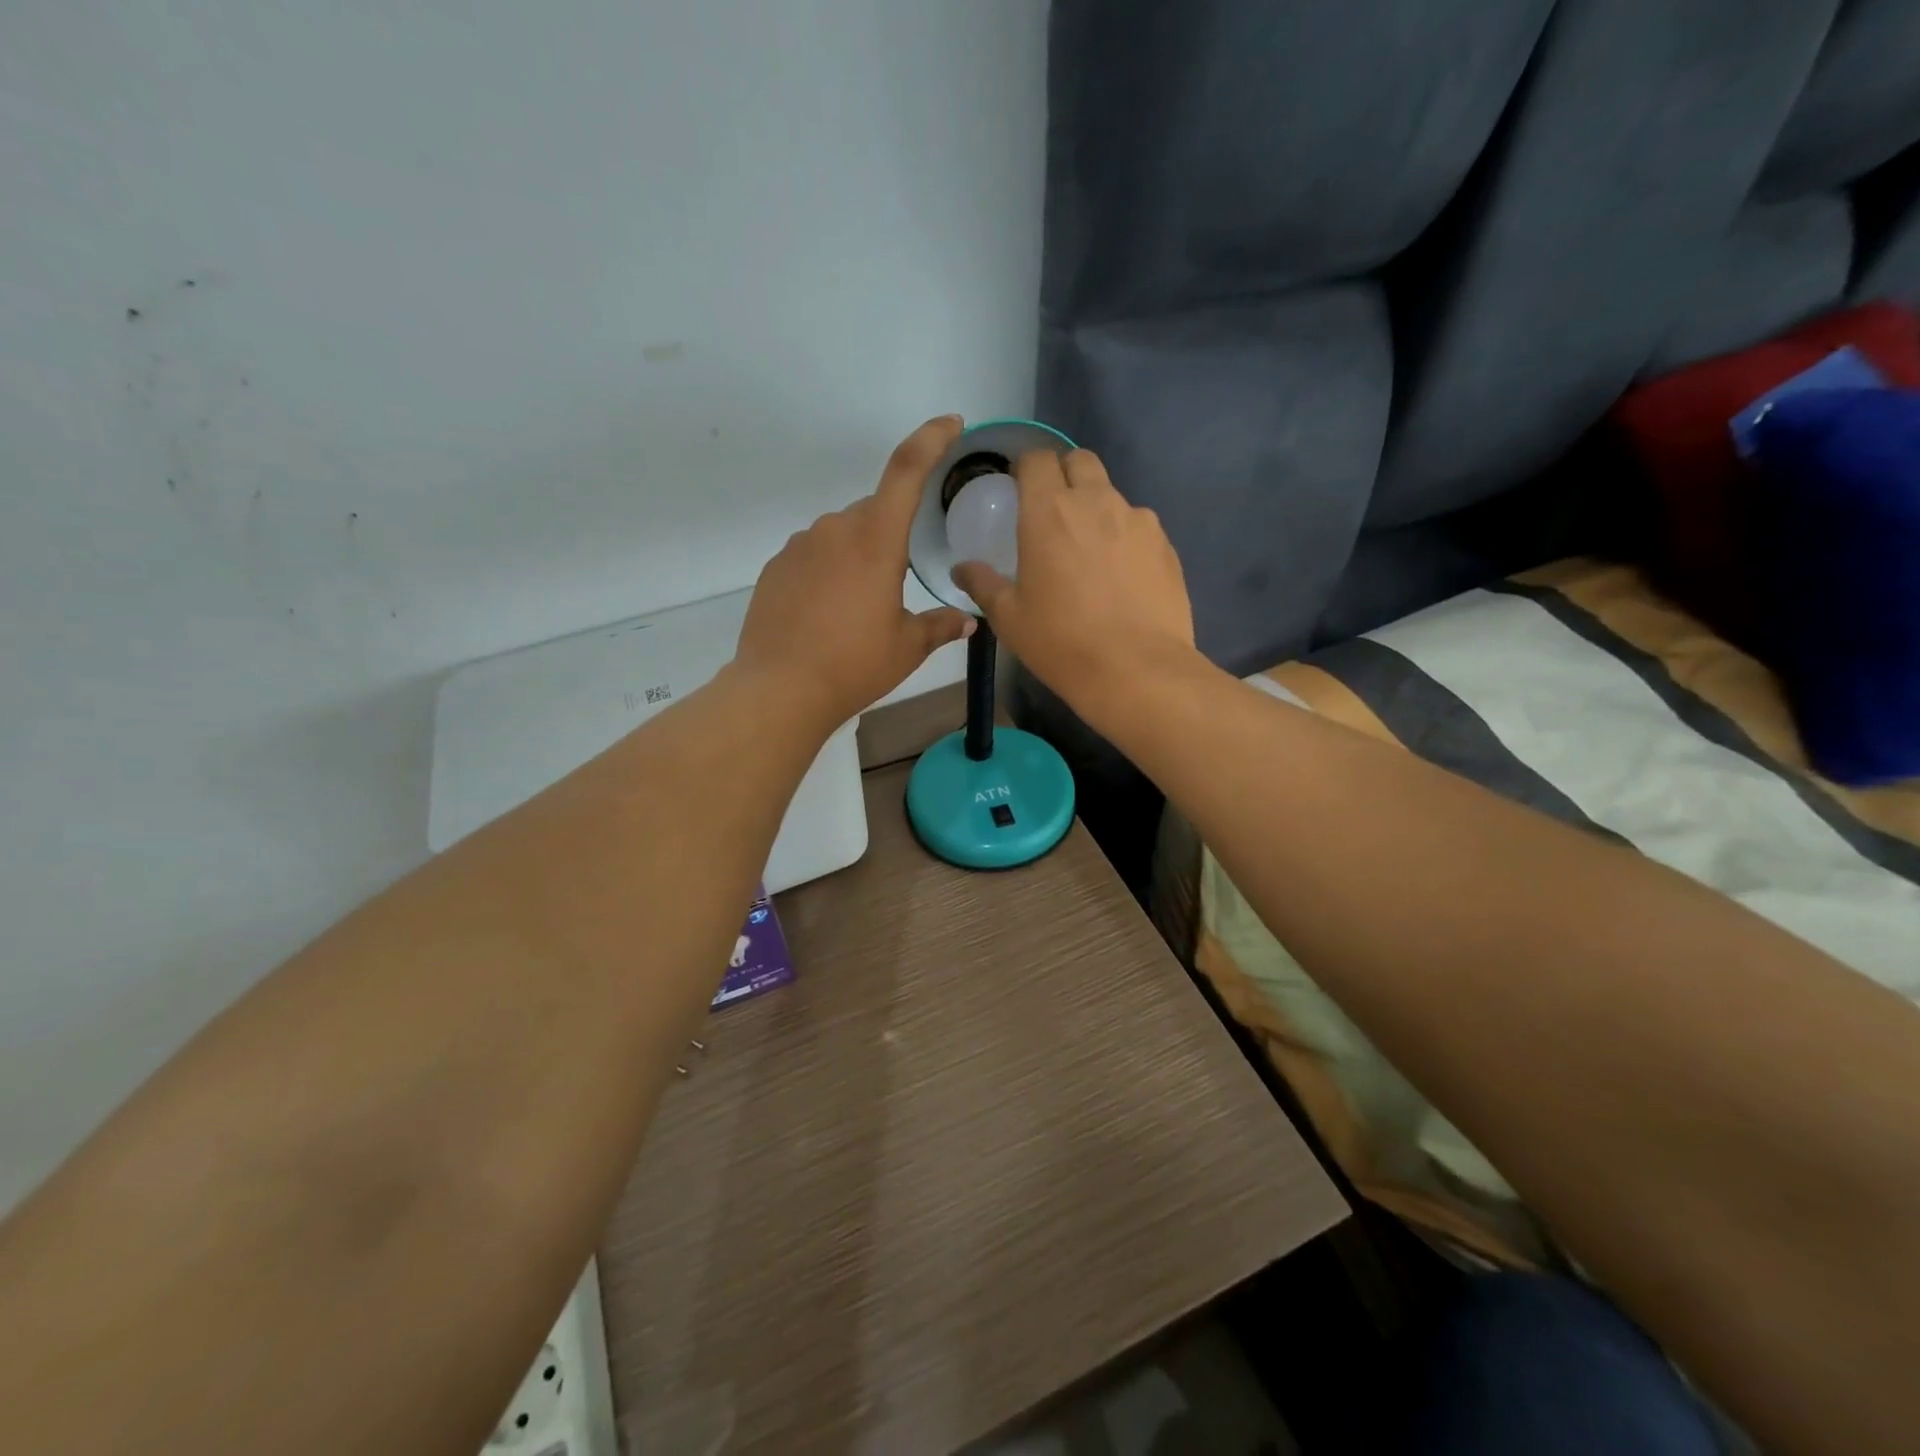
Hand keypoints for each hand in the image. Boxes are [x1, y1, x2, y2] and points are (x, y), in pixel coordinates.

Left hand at [734, 416, 975, 730]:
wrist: (780, 689)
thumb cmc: (854, 665)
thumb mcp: (907, 648)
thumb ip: (940, 626)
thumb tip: (967, 621)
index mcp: (876, 540)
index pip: (906, 471)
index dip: (930, 439)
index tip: (950, 424)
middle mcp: (835, 529)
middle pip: (874, 512)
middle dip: (891, 535)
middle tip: (898, 583)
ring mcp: (800, 546)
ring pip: (842, 535)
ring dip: (858, 555)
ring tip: (859, 607)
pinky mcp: (776, 566)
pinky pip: (814, 555)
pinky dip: (828, 571)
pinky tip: (828, 612)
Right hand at [952, 448, 1194, 715]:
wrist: (1136, 670)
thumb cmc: (1061, 642)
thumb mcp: (1009, 618)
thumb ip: (983, 584)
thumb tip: (962, 569)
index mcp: (1048, 511)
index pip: (1036, 459)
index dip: (1026, 467)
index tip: (1019, 489)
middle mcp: (1096, 501)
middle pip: (1080, 461)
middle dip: (1064, 474)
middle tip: (1053, 512)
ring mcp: (1137, 520)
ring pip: (1112, 495)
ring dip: (1096, 509)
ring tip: (1091, 553)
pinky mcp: (1165, 544)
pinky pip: (1139, 527)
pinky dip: (1125, 538)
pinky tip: (1121, 577)